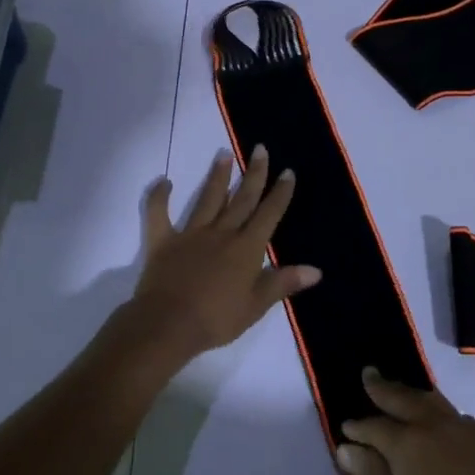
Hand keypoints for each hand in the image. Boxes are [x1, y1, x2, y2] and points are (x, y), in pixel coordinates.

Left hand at [127, 146, 320, 363]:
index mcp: (246, 248)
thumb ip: (283, 283)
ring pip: (208, 199)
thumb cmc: (216, 319)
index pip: (268, 214)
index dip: (279, 193)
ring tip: (224, 153)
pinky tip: (164, 181)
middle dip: (254, 174)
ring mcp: (191, 234)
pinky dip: (159, 197)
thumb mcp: (256, 306)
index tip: (287, 171)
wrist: (168, 325)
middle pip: (242, 199)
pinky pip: (159, 214)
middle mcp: (222, 233)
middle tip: (260, 149)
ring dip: (217, 176)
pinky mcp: (163, 241)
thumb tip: (316, 270)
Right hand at [337, 370, 474, 474]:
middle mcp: (435, 426)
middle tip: (367, 375)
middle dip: (381, 388)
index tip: (343, 427)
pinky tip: (436, 419)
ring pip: (429, 399)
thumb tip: (346, 448)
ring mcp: (467, 428)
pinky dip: (433, 406)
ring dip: (408, 392)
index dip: (357, 428)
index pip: (374, 427)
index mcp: (410, 444)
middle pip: (402, 399)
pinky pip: (450, 411)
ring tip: (396, 388)